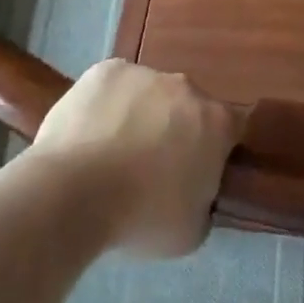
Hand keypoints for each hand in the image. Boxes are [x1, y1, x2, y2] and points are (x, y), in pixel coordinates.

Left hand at [31, 59, 243, 257]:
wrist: (72, 195)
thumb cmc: (140, 217)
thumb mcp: (191, 231)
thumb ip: (205, 203)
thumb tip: (198, 194)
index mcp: (217, 122)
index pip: (231, 128)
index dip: (215, 149)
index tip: (196, 171)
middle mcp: (188, 88)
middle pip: (188, 106)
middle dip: (176, 128)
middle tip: (150, 164)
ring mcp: (146, 74)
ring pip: (150, 93)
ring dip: (140, 114)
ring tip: (111, 151)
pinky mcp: (107, 70)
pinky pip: (114, 85)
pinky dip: (107, 103)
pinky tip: (89, 132)